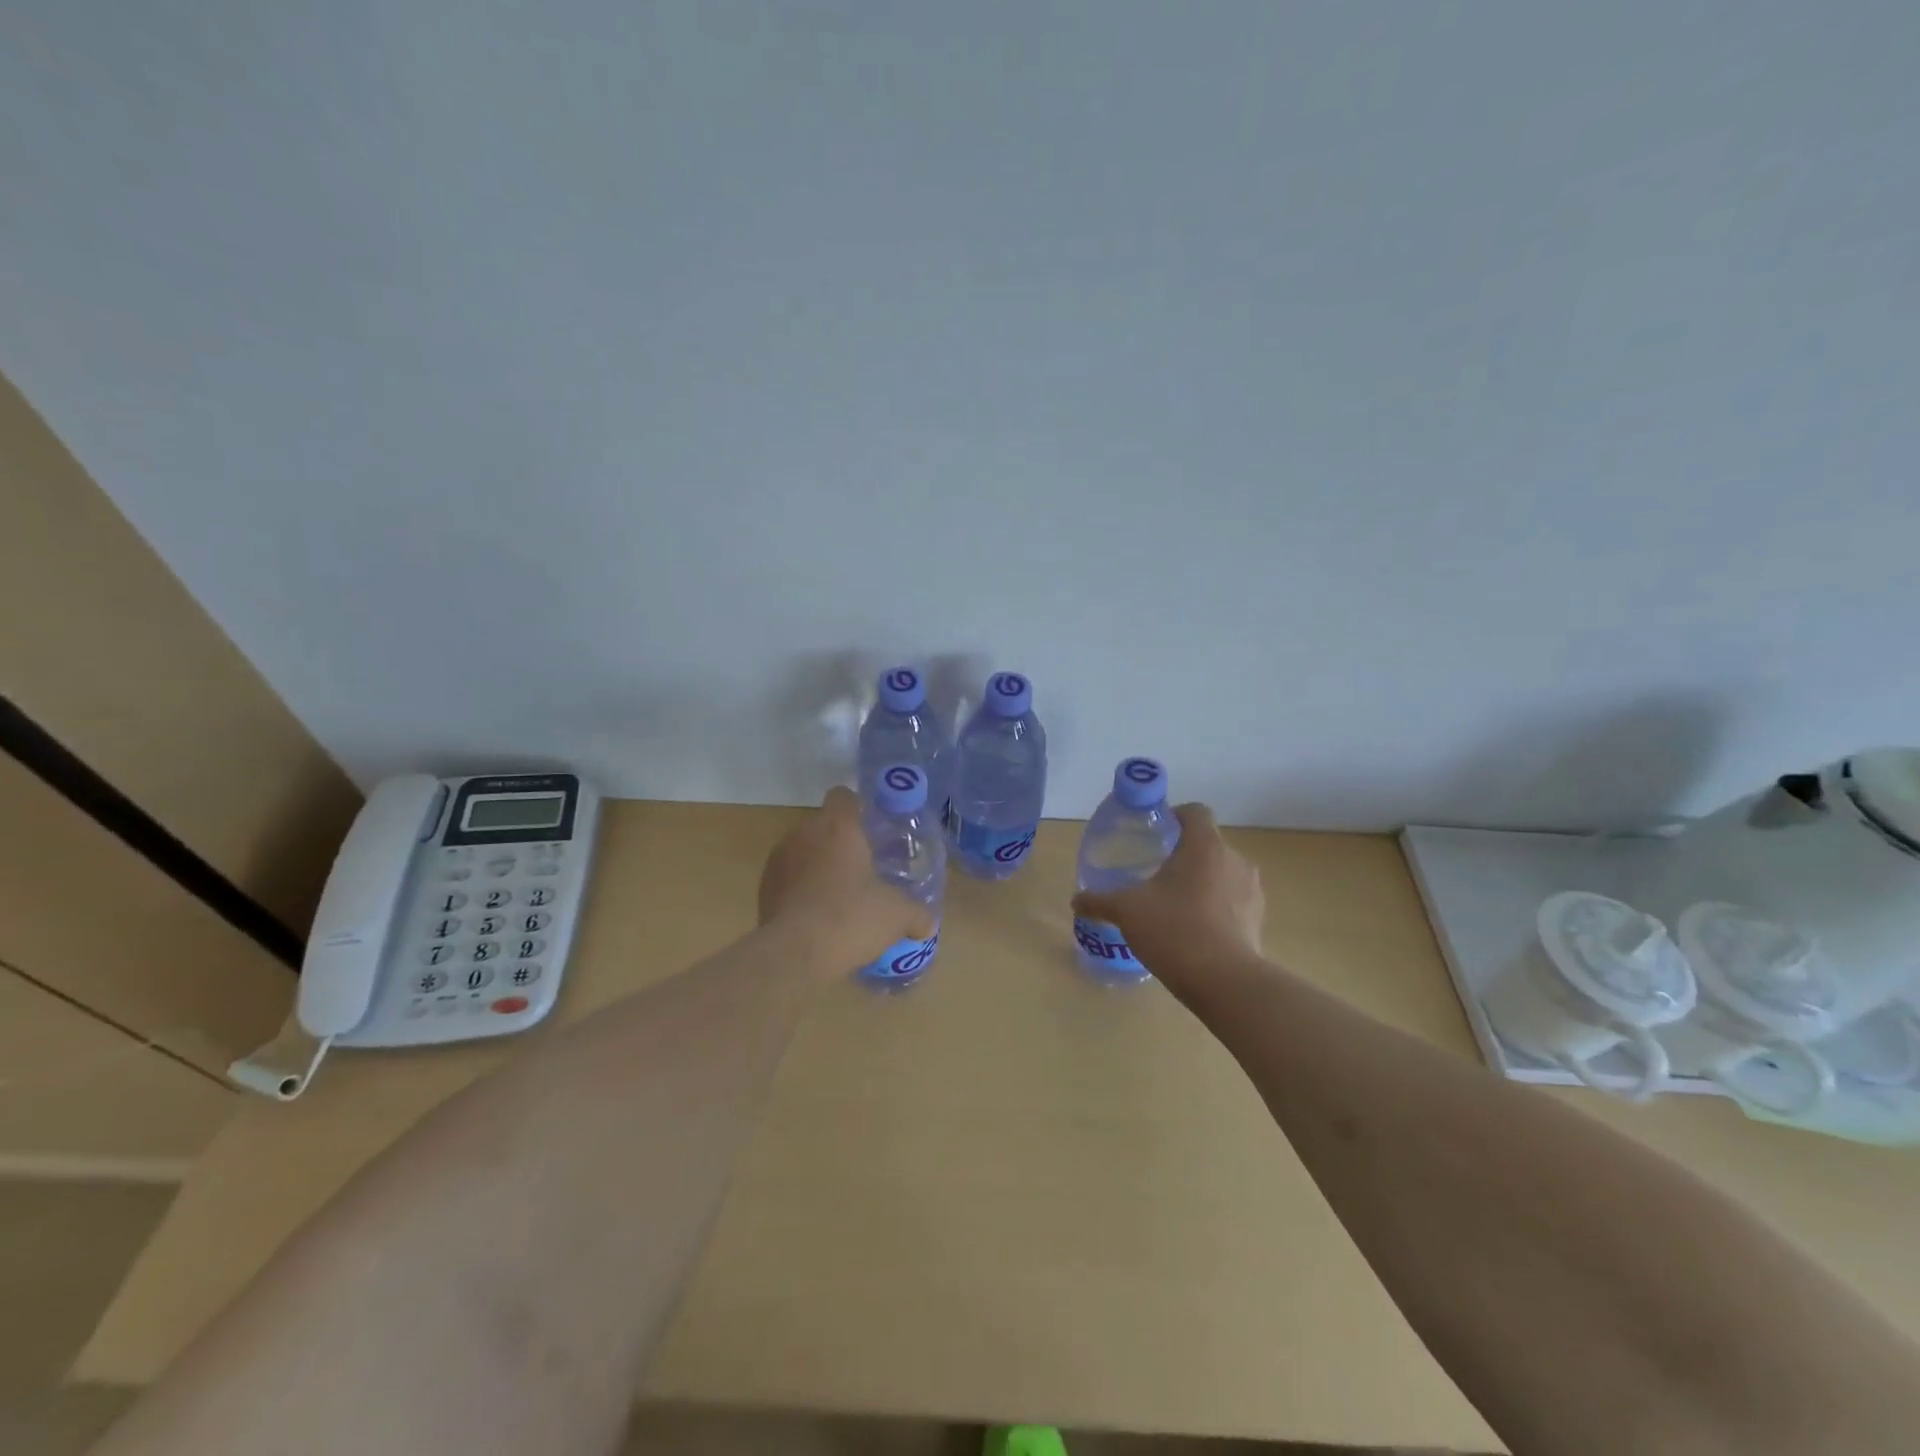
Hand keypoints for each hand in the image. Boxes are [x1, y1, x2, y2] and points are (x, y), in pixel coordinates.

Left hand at [758, 787, 934, 974]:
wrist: (794, 955)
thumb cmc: (851, 918)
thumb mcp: (896, 916)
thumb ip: (917, 913)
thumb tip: (928, 922)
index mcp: (837, 827)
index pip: (844, 796)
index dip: (859, 808)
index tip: (873, 829)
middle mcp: (803, 833)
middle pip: (824, 825)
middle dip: (841, 842)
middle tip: (864, 868)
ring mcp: (778, 860)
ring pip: (804, 851)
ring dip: (819, 866)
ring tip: (839, 895)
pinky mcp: (763, 888)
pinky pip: (788, 878)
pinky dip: (801, 889)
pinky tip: (816, 916)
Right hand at [1071, 803, 1265, 998]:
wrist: (1225, 982)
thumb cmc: (1174, 929)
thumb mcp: (1127, 912)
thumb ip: (1100, 901)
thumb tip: (1076, 900)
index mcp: (1204, 845)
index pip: (1196, 812)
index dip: (1176, 816)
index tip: (1156, 834)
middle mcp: (1234, 859)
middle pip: (1208, 844)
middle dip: (1184, 855)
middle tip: (1157, 874)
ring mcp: (1252, 890)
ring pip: (1222, 873)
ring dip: (1203, 882)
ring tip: (1176, 905)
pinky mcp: (1258, 919)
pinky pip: (1234, 902)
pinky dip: (1217, 908)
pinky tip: (1195, 931)